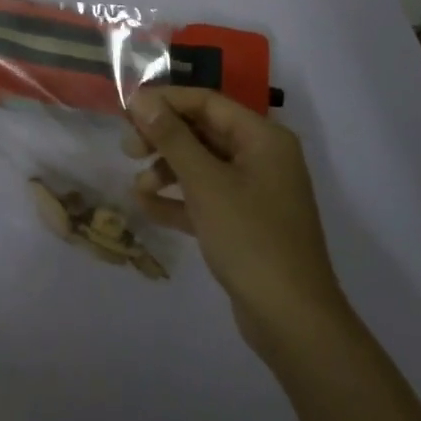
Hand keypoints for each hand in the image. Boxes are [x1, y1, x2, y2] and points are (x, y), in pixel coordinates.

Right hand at [126, 87, 345, 350]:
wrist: (293, 322)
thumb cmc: (251, 239)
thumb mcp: (205, 183)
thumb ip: (172, 137)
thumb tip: (141, 99)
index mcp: (262, 138)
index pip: (207, 102)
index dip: (165, 102)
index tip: (126, 110)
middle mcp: (262, 157)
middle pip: (203, 131)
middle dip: (163, 138)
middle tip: (128, 149)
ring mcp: (255, 192)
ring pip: (202, 165)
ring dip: (167, 170)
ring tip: (138, 186)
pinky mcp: (245, 223)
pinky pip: (206, 197)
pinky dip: (178, 199)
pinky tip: (147, 207)